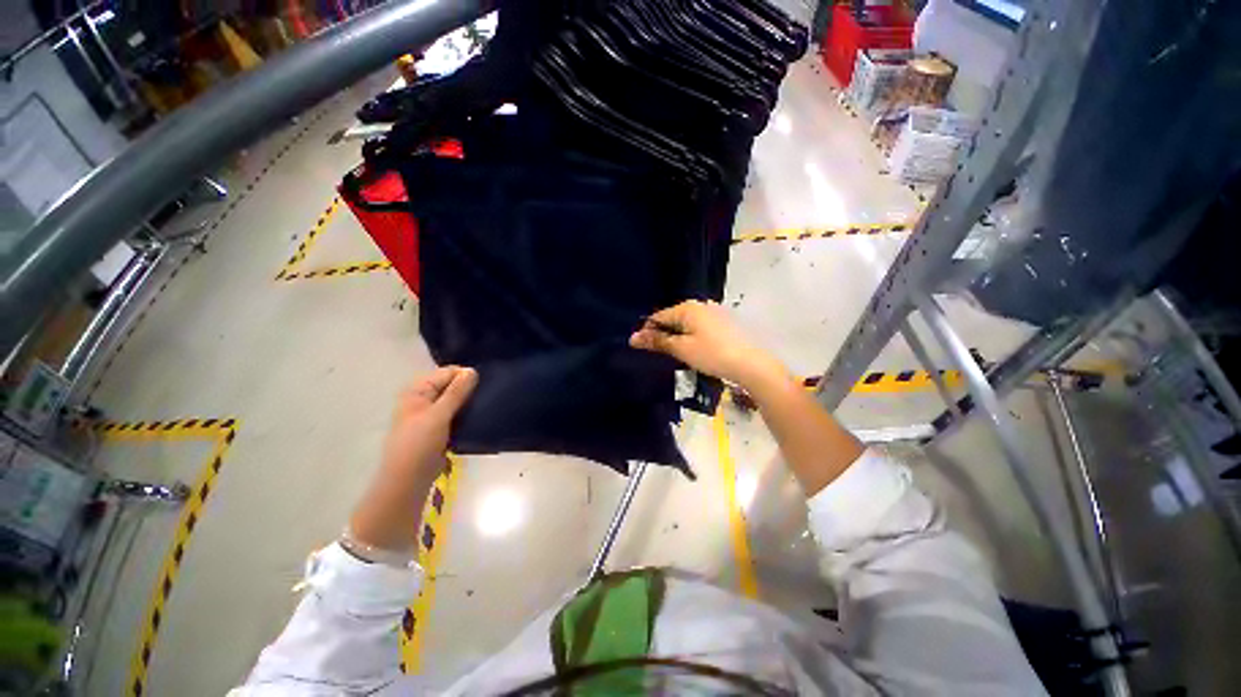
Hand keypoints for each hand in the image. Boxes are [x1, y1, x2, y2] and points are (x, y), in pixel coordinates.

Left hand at [379, 366, 477, 481]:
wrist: (409, 480)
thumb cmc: (419, 444)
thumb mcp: (438, 415)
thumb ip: (456, 392)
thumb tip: (472, 370)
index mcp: (417, 390)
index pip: (447, 372)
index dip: (465, 376)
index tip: (484, 385)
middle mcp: (423, 398)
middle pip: (452, 384)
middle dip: (469, 388)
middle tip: (488, 395)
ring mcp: (431, 413)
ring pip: (456, 400)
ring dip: (469, 402)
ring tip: (487, 404)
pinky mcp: (440, 427)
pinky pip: (457, 413)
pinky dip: (467, 413)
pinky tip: (480, 416)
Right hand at [629, 300, 787, 390]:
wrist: (751, 364)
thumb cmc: (712, 354)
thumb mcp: (681, 349)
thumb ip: (657, 341)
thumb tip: (633, 337)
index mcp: (687, 308)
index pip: (658, 316)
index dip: (647, 332)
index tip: (641, 348)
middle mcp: (700, 305)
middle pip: (672, 318)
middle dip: (662, 334)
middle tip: (658, 354)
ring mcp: (714, 312)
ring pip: (686, 323)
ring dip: (677, 336)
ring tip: (674, 354)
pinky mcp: (723, 323)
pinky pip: (699, 327)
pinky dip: (691, 337)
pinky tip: (693, 350)